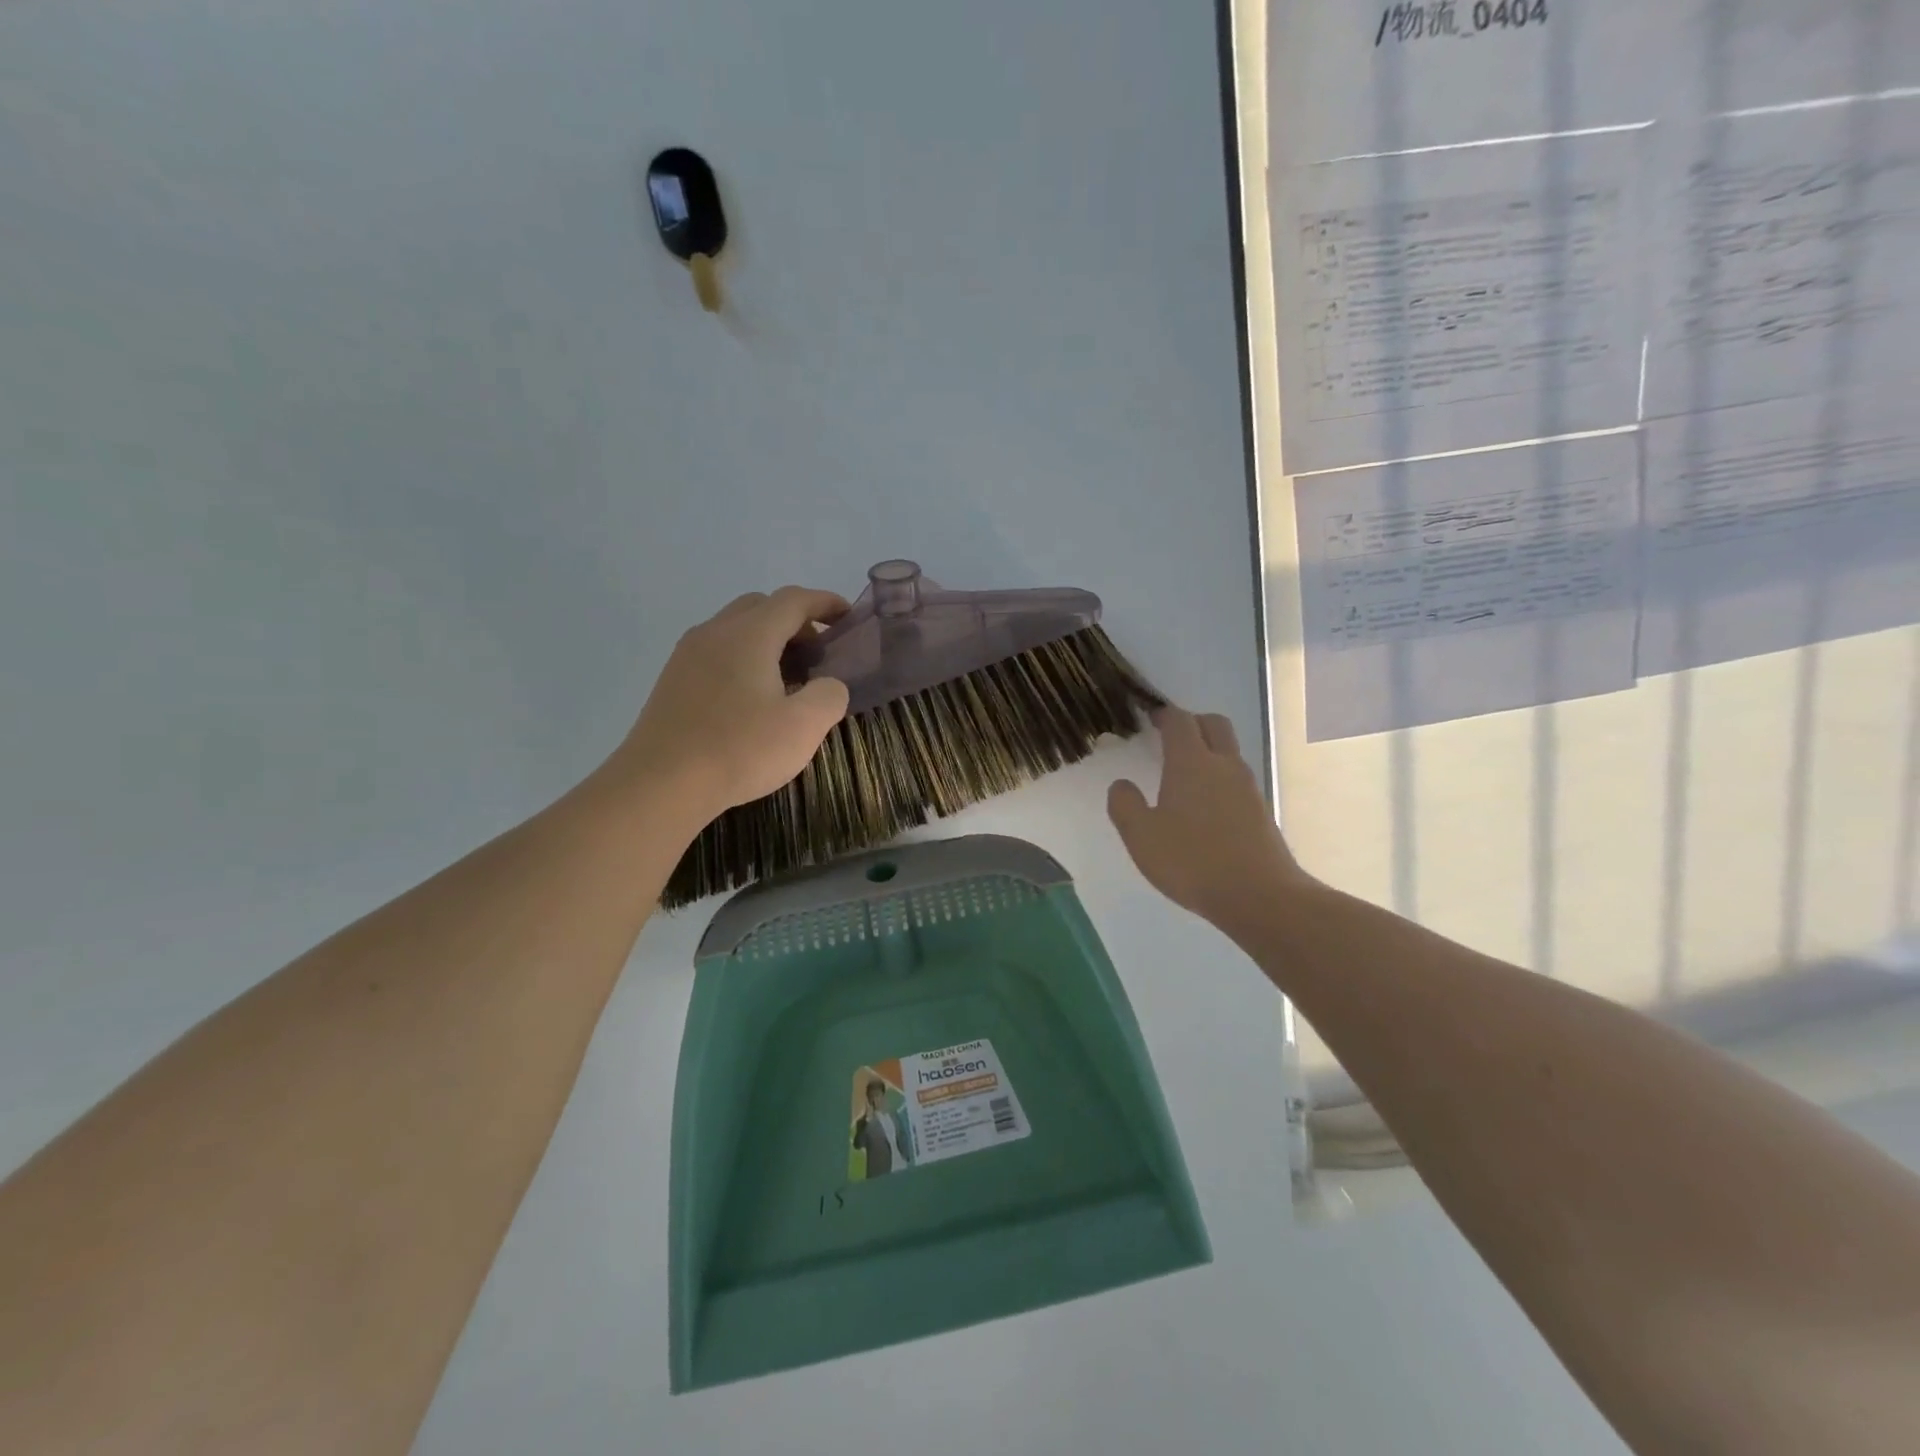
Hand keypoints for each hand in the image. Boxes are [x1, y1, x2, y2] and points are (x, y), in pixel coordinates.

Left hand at [617, 586, 850, 820]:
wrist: (660, 784)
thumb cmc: (739, 749)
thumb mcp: (804, 726)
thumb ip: (829, 695)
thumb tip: (828, 685)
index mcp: (749, 634)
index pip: (793, 601)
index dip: (825, 603)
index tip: (849, 617)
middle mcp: (715, 632)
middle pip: (761, 607)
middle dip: (796, 621)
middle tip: (819, 654)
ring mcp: (687, 655)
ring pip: (736, 629)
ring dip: (768, 641)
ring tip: (790, 677)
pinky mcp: (673, 680)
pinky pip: (717, 652)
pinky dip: (745, 658)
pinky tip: (754, 698)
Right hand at [1107, 706, 1312, 939]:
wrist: (1260, 896)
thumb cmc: (1192, 861)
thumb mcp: (1141, 836)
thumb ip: (1125, 805)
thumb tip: (1121, 784)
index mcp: (1191, 762)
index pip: (1179, 721)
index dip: (1163, 715)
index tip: (1150, 718)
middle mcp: (1224, 765)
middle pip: (1213, 724)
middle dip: (1191, 723)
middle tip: (1170, 737)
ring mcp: (1248, 787)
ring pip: (1228, 751)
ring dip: (1208, 750)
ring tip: (1184, 774)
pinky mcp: (1261, 810)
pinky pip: (1237, 778)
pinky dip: (1219, 778)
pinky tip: (1205, 807)